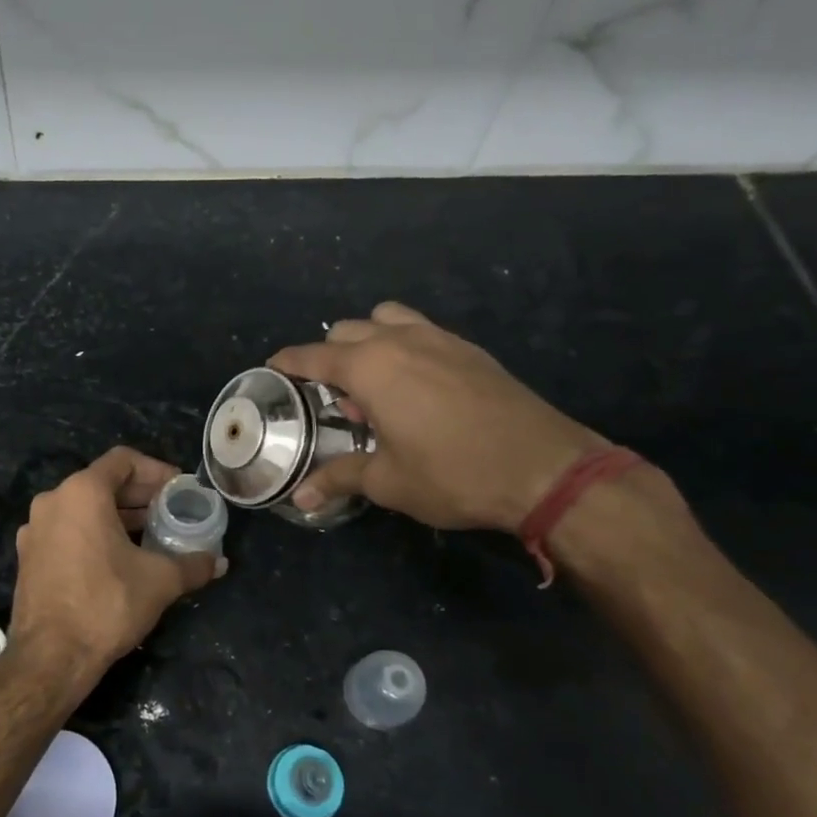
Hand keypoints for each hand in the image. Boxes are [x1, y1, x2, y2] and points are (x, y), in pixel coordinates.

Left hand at [10, 447, 222, 677]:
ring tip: (150, 535)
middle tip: (170, 511)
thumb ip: (193, 564)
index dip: (156, 470)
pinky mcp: (29, 556)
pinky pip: (67, 530)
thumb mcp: (160, 581)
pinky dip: (94, 534)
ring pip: (83, 508)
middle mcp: (53, 501)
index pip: (123, 460)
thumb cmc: (107, 604)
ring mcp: (35, 529)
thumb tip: (219, 562)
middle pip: (102, 483)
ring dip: (118, 516)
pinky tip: (118, 559)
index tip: (178, 489)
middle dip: (139, 495)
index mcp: (82, 492)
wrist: (51, 657)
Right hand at [270, 301, 600, 530]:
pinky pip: (420, 330)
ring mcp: (438, 338)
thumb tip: (300, 497)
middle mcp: (399, 341)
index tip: (273, 367)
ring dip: (368, 340)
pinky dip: (403, 344)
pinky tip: (415, 384)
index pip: (313, 357)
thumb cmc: (453, 473)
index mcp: (370, 368)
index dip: (288, 362)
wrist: (543, 466)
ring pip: (386, 319)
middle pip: (346, 331)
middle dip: (329, 355)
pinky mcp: (469, 348)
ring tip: (373, 381)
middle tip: (331, 395)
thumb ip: (340, 478)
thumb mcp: (389, 482)